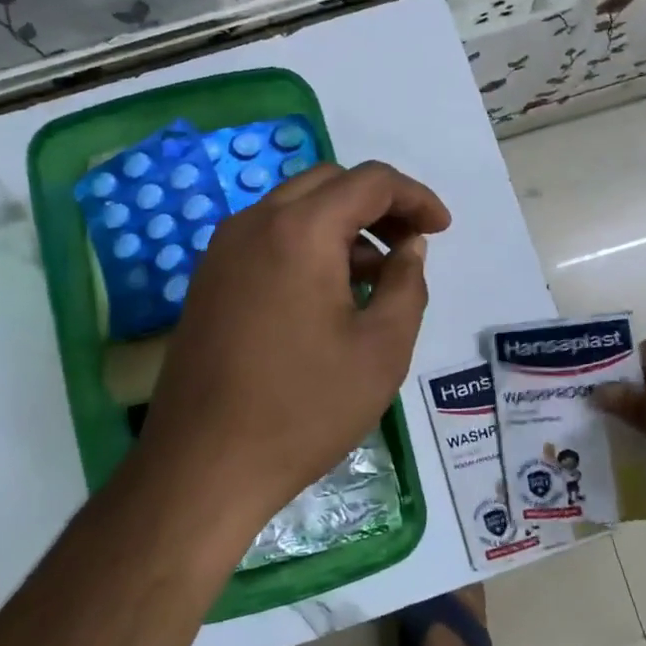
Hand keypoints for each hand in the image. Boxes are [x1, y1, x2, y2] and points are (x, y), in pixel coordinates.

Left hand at [137, 160, 450, 531]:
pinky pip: (268, 238)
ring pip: (295, 208)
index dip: (416, 197)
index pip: (370, 182)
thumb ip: (406, 284)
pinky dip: (307, 245)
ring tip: (374, 278)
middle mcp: (254, 223)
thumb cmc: (304, 408)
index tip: (441, 229)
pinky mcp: (209, 278)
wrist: (204, 464)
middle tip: (410, 246)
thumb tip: (409, 248)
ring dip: (342, 225)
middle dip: (378, 205)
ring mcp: (223, 249)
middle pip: (328, 184)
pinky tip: (327, 295)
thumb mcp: (382, 349)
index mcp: (300, 231)